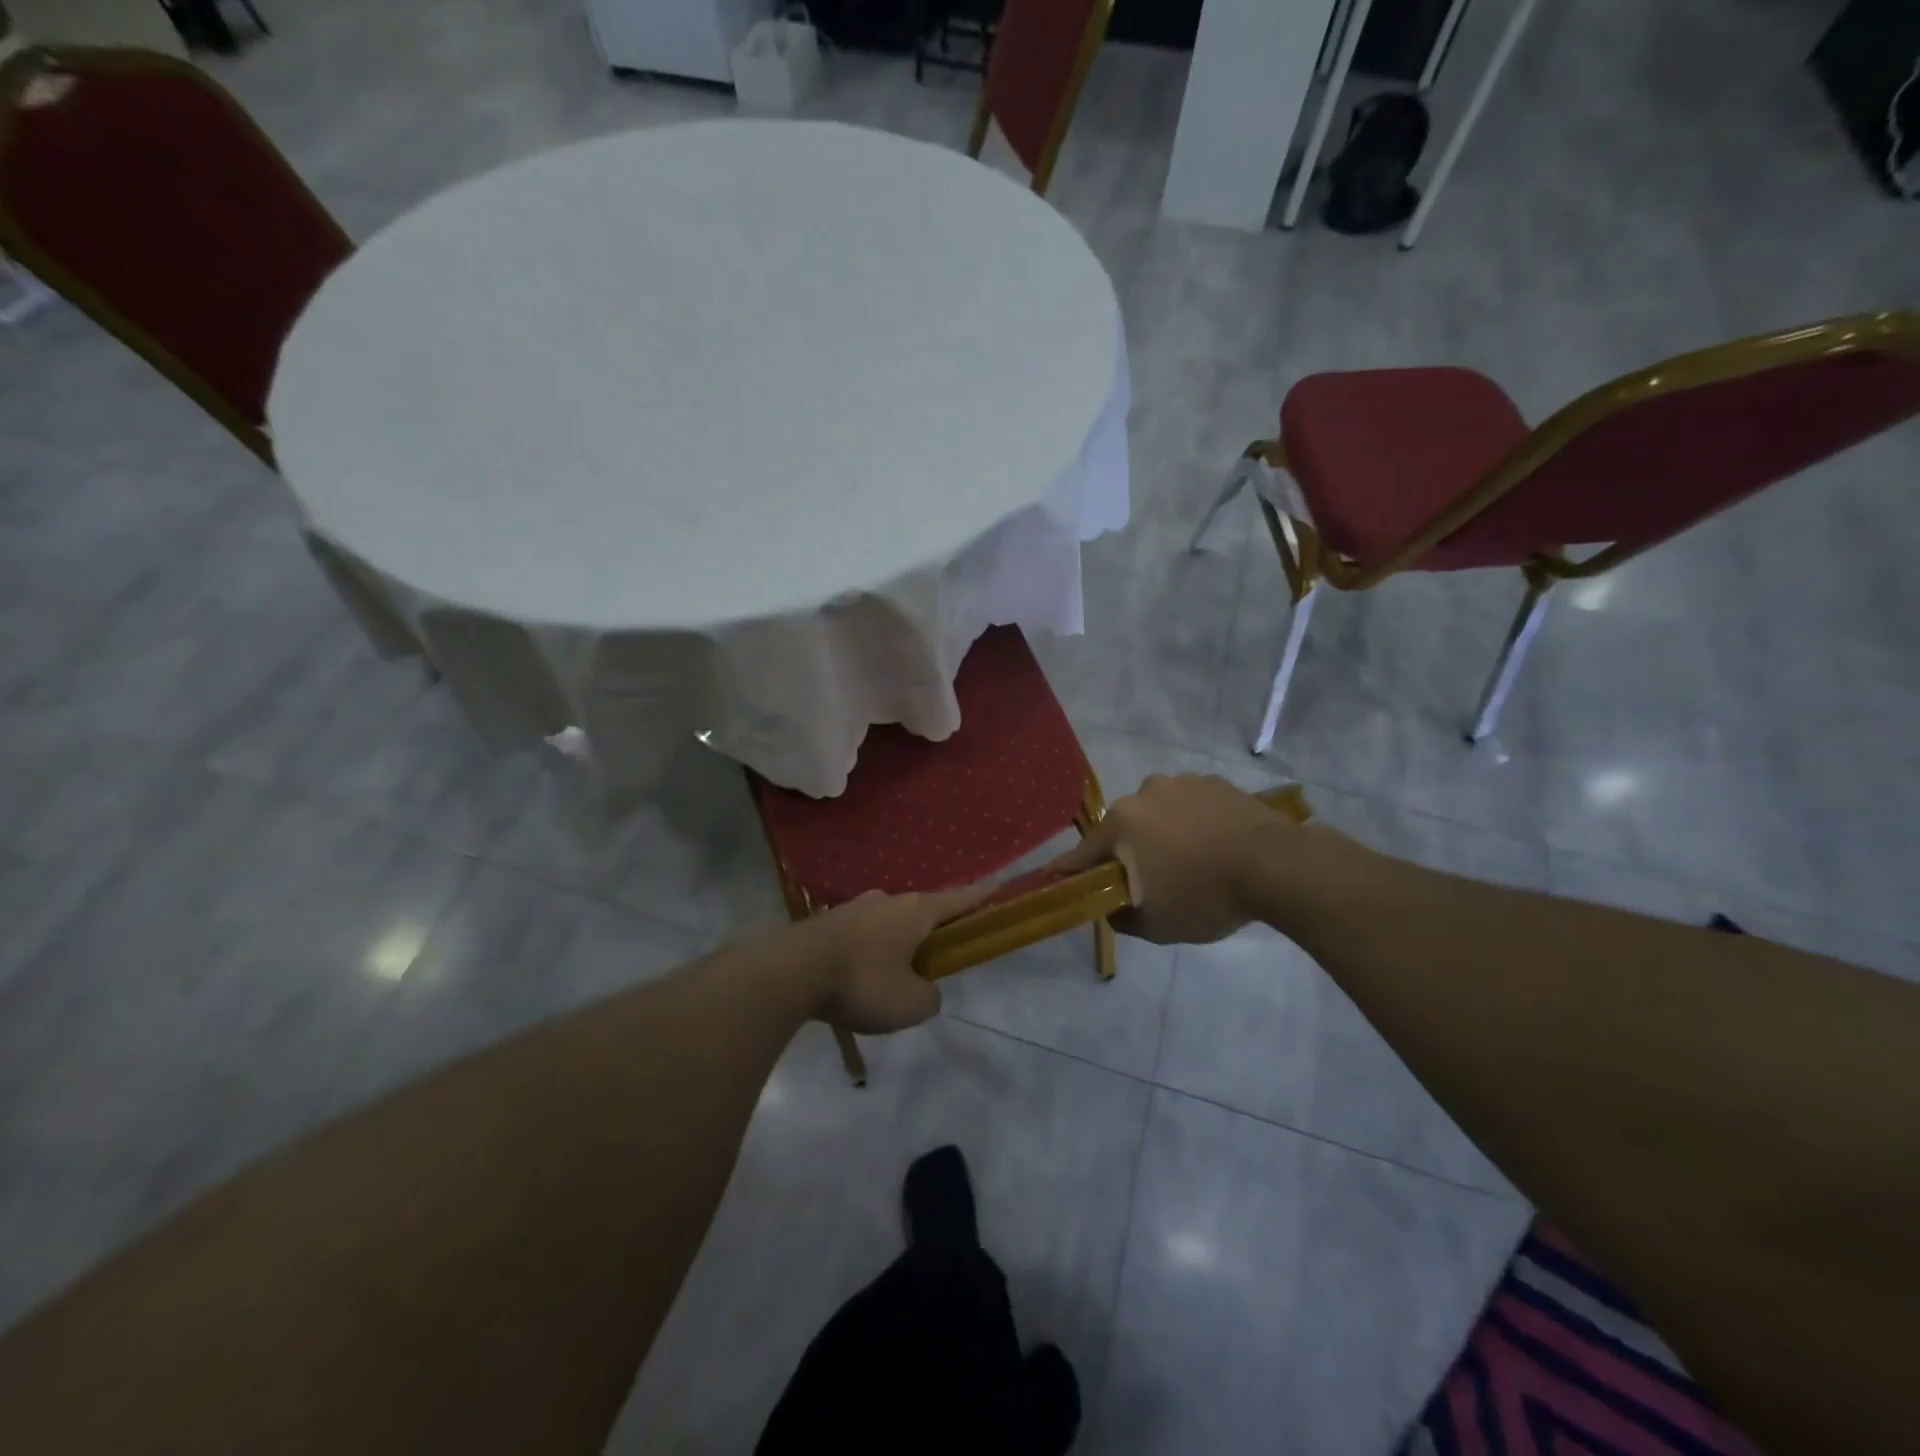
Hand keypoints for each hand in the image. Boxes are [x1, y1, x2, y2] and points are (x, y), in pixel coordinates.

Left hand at [800, 884, 994, 1033]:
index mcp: (916, 911)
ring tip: (891, 978)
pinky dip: (868, 954)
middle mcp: (887, 900)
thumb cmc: (862, 982)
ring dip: (896, 944)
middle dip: (932, 931)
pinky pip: (861, 937)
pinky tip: (858, 979)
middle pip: (921, 912)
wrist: (790, 972)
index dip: (982, 897)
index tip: (999, 888)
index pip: (960, 899)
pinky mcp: (827, 923)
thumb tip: (922, 988)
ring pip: (888, 924)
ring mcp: (854, 908)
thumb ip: (929, 996)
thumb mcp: (910, 1004)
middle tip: (936, 958)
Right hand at [1050, 774, 1324, 944]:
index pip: (1083, 853)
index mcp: (1122, 823)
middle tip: (1149, 881)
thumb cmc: (1205, 895)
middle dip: (1129, 853)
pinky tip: (1214, 845)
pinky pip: (1191, 806)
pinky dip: (1193, 823)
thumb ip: (1122, 917)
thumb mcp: (1156, 925)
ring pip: (1159, 814)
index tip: (1054, 879)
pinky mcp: (1216, 782)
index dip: (1069, 870)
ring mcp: (1183, 782)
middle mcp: (1144, 793)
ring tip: (1190, 862)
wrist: (1276, 866)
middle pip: (1124, 829)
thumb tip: (1111, 908)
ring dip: (1163, 834)